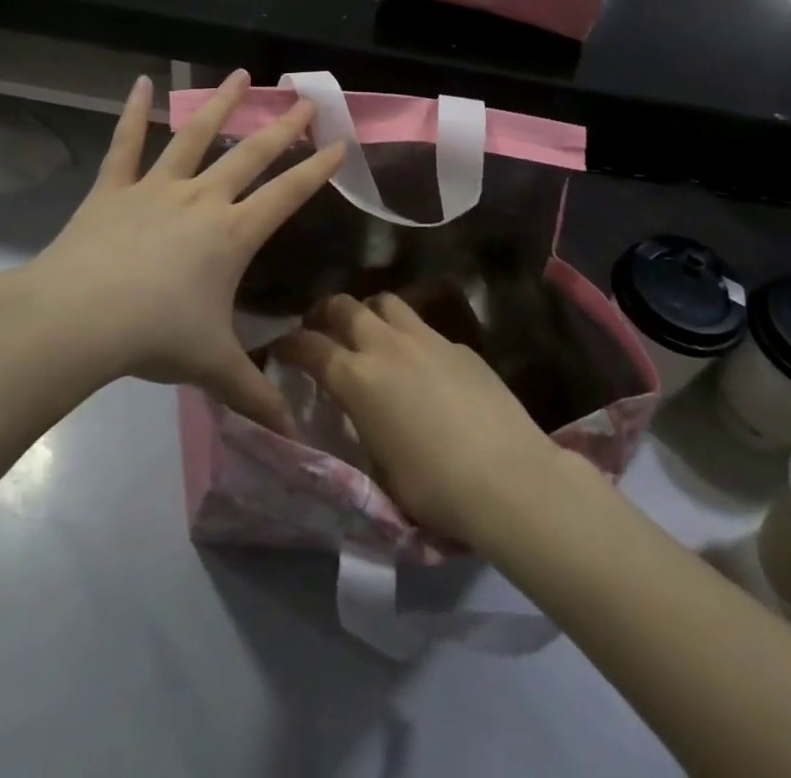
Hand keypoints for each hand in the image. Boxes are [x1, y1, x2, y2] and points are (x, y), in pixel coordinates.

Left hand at [0, 71, 343, 435]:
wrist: (78, 319)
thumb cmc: (153, 337)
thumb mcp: (211, 367)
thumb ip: (255, 396)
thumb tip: (296, 439)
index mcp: (232, 234)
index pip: (287, 195)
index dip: (317, 170)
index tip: (341, 144)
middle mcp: (202, 200)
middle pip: (251, 155)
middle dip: (283, 128)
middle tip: (306, 100)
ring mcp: (156, 188)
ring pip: (195, 136)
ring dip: (221, 104)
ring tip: (242, 75)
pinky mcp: (114, 188)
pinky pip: (125, 143)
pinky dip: (132, 112)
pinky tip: (139, 82)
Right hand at [279, 294, 565, 547]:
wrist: (508, 477)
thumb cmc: (434, 488)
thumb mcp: (379, 469)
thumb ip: (360, 429)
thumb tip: (358, 414)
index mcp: (358, 379)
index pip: (309, 346)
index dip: (290, 344)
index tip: (282, 349)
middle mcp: (387, 346)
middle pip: (345, 306)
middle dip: (326, 313)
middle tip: (322, 329)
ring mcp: (427, 339)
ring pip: (386, 302)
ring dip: (370, 313)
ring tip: (370, 334)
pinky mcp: (460, 345)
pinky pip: (423, 327)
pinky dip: (410, 336)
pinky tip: (422, 363)